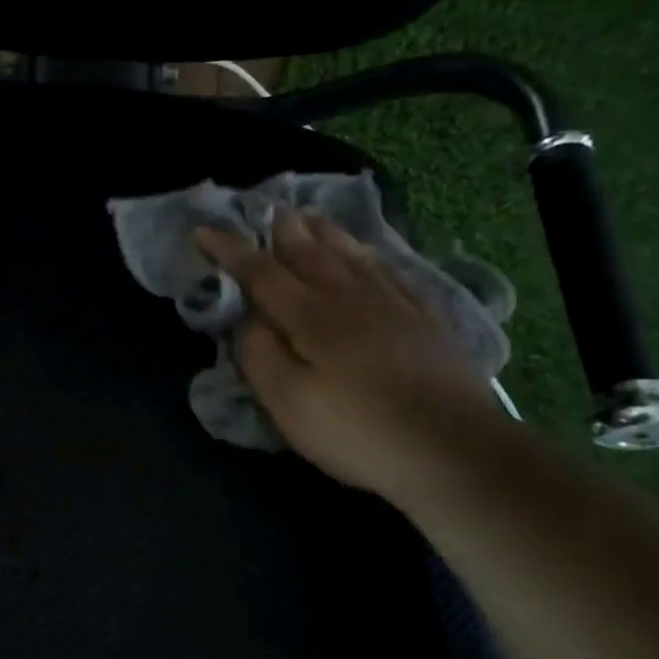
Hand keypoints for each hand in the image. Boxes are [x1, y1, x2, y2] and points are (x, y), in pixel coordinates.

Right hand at [196, 210, 502, 497]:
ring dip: (325, 232)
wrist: (454, 449)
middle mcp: (350, 296)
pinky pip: (390, 270)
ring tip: (309, 216)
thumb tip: (247, 318)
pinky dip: (369, 254)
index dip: (230, 250)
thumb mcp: (289, 403)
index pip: (261, 271)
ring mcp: (393, 303)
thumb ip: (259, 355)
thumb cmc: (357, 431)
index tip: (204, 231)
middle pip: (311, 251)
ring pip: (351, 254)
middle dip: (283, 229)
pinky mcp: (425, 318)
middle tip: (266, 208)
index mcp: (310, 315)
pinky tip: (368, 254)